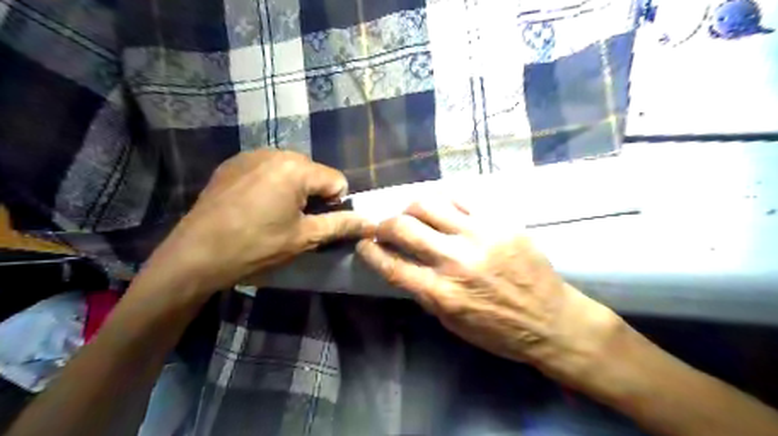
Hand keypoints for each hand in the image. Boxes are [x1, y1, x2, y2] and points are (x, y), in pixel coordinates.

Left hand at [151, 148, 372, 293]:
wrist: (194, 255)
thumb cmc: (256, 246)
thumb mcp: (304, 238)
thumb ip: (342, 225)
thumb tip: (371, 222)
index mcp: (297, 168)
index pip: (337, 180)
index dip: (335, 205)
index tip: (315, 224)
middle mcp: (276, 152)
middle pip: (314, 172)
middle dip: (313, 195)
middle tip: (294, 222)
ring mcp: (250, 155)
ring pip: (291, 170)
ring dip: (293, 189)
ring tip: (273, 215)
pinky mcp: (232, 163)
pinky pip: (267, 169)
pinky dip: (271, 184)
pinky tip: (254, 206)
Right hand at [356, 201, 620, 380]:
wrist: (551, 321)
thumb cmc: (499, 331)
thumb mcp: (452, 323)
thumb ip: (425, 293)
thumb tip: (403, 266)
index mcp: (442, 293)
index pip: (392, 265)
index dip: (370, 251)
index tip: (363, 243)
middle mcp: (455, 260)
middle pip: (404, 228)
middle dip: (383, 224)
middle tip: (383, 227)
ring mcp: (479, 236)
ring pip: (429, 204)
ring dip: (410, 207)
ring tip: (411, 213)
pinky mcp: (500, 222)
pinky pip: (461, 199)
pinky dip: (442, 201)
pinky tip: (440, 208)